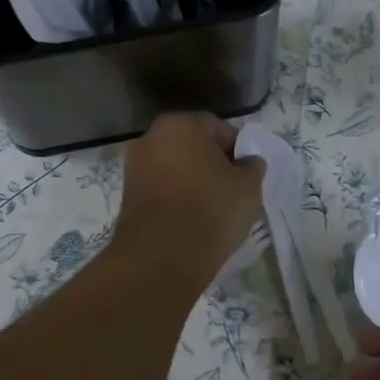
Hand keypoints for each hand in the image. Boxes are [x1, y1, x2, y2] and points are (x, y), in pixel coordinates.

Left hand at [113, 113, 265, 279]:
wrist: (163, 255)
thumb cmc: (211, 208)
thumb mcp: (248, 186)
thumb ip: (252, 167)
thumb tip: (249, 162)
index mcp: (179, 124)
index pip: (217, 128)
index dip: (237, 149)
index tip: (247, 173)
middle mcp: (150, 138)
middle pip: (191, 147)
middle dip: (211, 164)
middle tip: (231, 189)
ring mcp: (134, 168)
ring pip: (174, 170)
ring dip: (192, 182)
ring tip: (212, 209)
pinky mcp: (127, 198)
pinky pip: (161, 191)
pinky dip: (175, 200)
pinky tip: (191, 221)